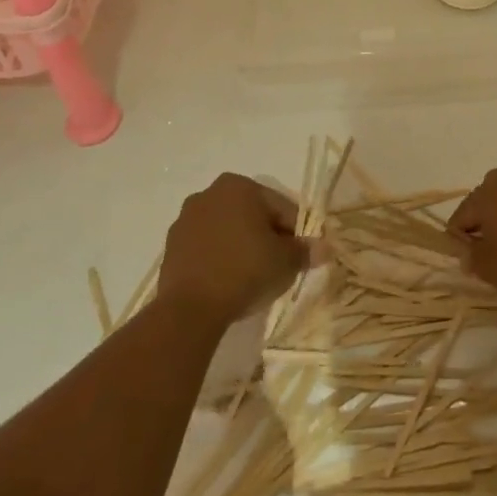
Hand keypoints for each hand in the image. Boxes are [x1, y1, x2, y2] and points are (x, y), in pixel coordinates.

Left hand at [155, 174, 306, 325]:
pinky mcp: (171, 246)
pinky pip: (206, 247)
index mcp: (240, 186)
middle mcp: (210, 193)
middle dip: (266, 236)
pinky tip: (226, 283)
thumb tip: (325, 248)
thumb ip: (305, 251)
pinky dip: (219, 259)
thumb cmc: (245, 271)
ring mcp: (186, 219)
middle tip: (277, 267)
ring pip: (227, 230)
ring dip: (241, 246)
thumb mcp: (286, 262)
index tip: (299, 257)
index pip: (281, 207)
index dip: (295, 232)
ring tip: (251, 278)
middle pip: (252, 214)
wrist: (189, 309)